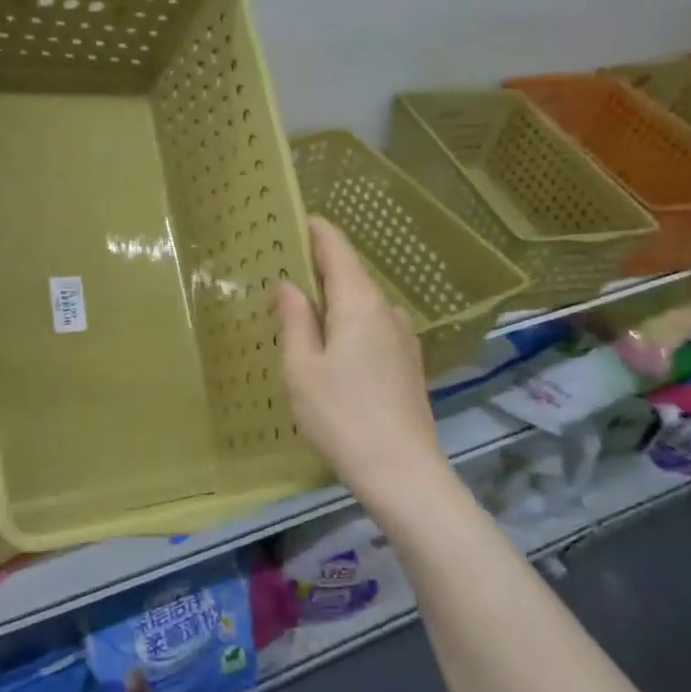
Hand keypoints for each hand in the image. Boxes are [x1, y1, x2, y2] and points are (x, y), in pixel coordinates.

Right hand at [275, 217, 442, 508]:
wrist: (402, 471)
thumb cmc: (341, 415)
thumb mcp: (302, 368)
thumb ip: (295, 320)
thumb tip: (289, 285)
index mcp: (359, 302)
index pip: (337, 248)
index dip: (316, 230)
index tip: (292, 219)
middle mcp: (387, 310)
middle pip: (351, 272)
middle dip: (319, 264)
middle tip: (283, 265)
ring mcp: (403, 336)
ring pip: (362, 301)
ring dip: (333, 296)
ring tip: (300, 306)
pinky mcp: (407, 362)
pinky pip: (372, 325)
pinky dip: (348, 320)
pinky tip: (330, 343)